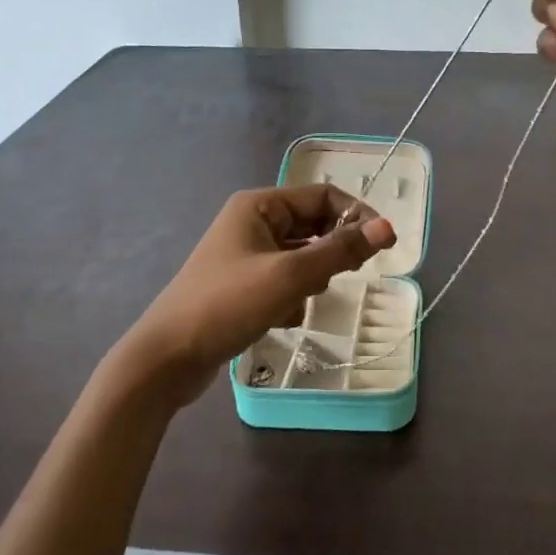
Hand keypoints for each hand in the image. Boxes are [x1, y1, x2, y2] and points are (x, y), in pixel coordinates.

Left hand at [122, 185, 396, 406]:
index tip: (384, 245)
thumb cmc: (228, 305)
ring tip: (296, 301)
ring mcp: (245, 255)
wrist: (167, 358)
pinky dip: (291, 297)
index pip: (323, 196)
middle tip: (339, 278)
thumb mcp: (290, 276)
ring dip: (309, 279)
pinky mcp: (243, 285)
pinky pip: (285, 280)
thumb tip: (388, 228)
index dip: (356, 216)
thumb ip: (341, 251)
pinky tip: (279, 318)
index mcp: (259, 206)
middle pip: (313, 226)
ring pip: (302, 257)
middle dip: (329, 253)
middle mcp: (252, 222)